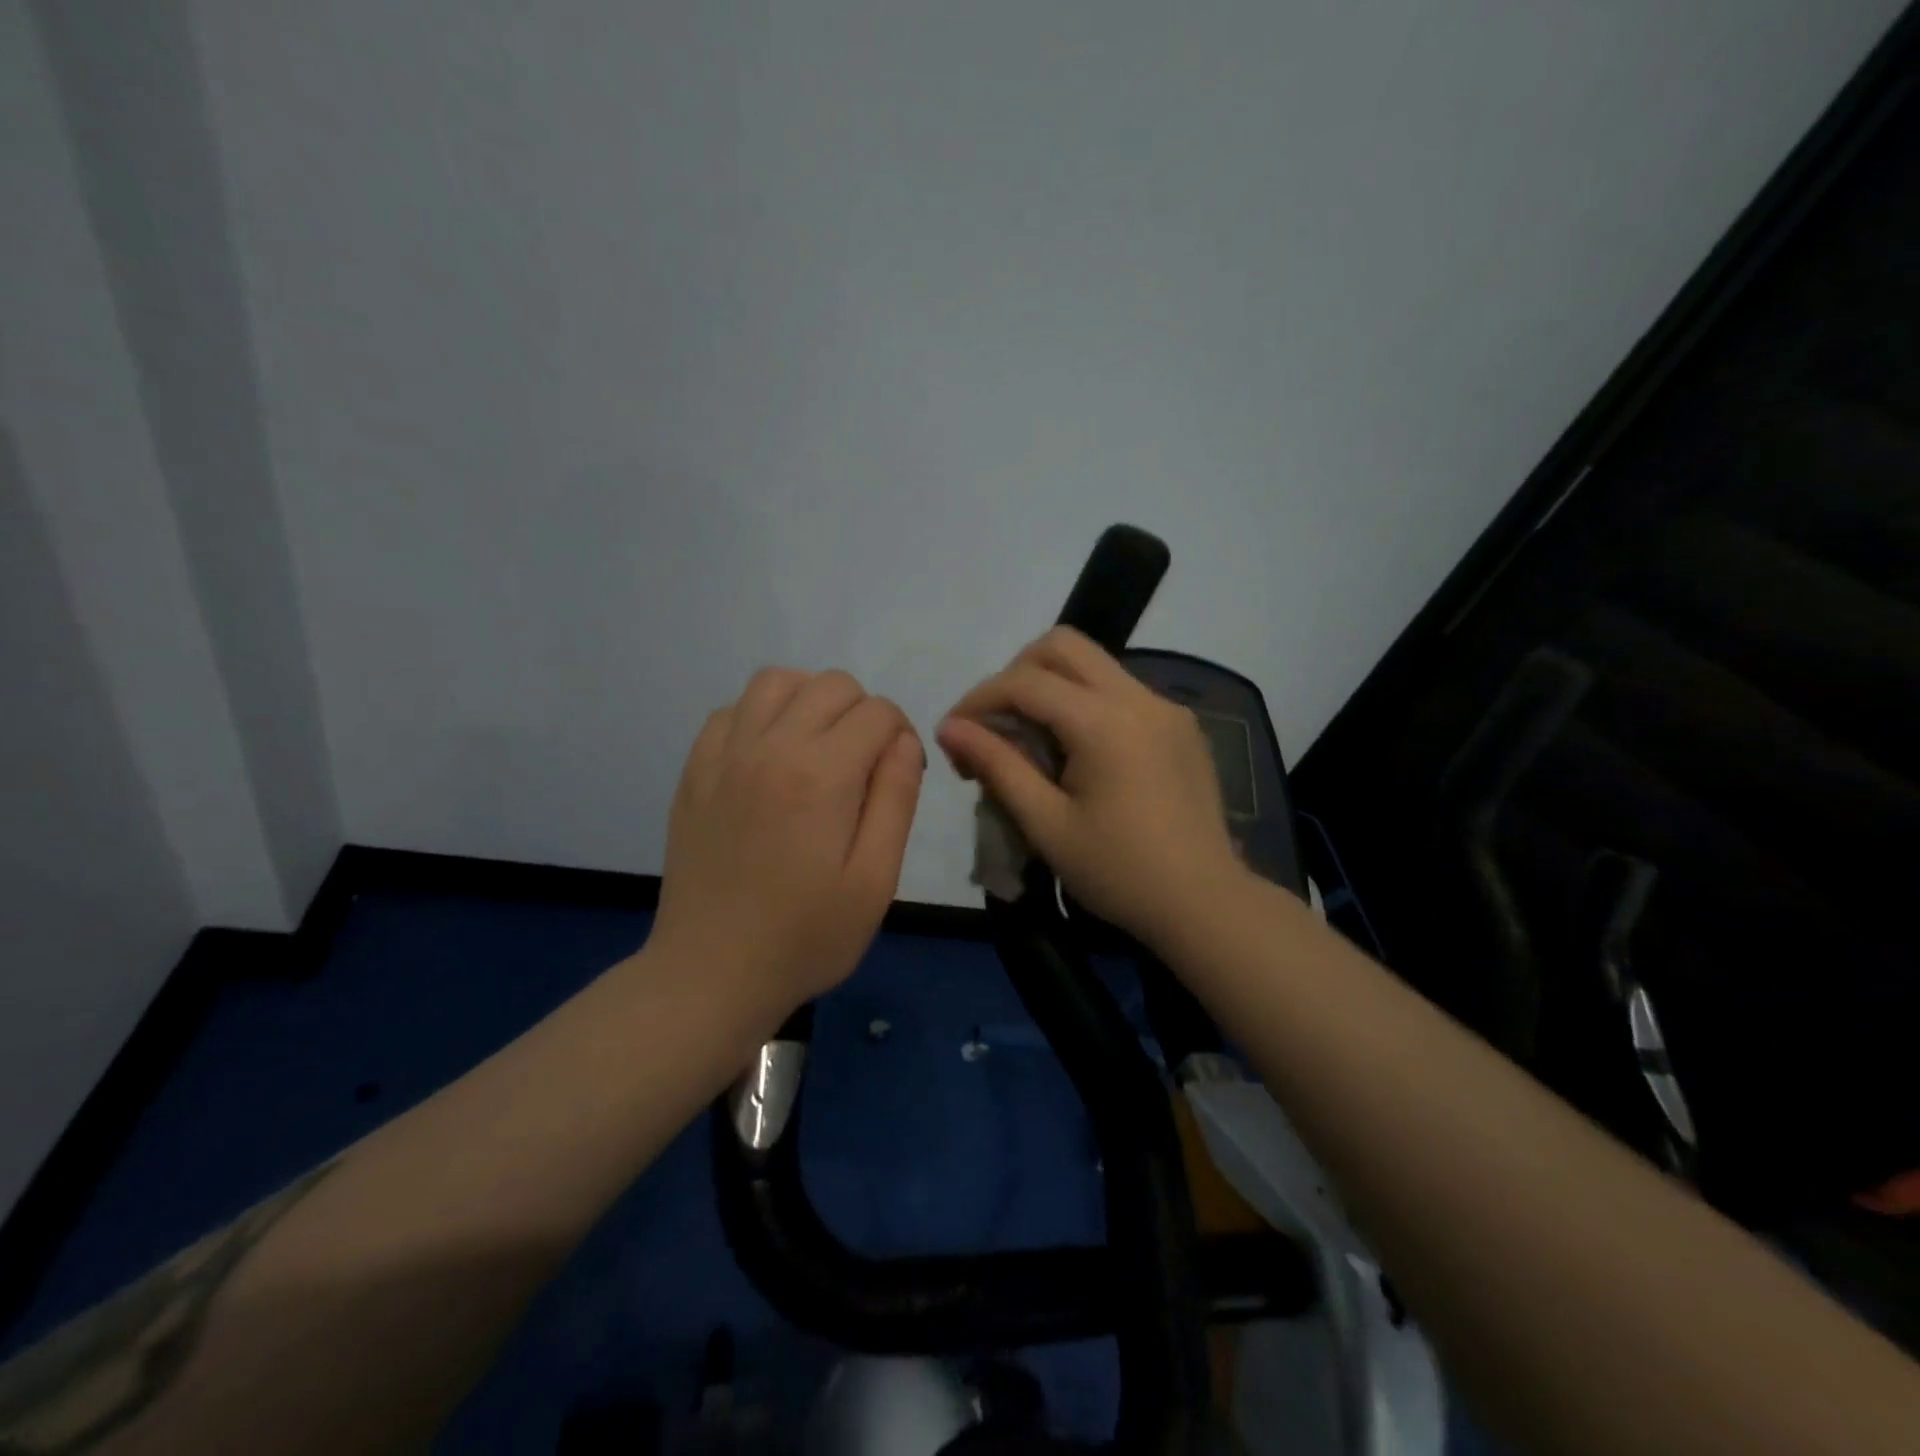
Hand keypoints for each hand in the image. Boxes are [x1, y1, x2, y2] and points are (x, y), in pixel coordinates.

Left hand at [650, 668, 924, 1024]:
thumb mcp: (875, 880)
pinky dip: (760, 717)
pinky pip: (731, 711)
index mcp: (821, 774)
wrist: (711, 973)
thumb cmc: (806, 936)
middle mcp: (770, 746)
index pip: (877, 712)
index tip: (898, 776)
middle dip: (863, 714)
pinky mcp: (695, 771)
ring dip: (810, 701)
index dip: (901, 736)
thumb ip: (896, 799)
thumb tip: (903, 741)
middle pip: (831, 685)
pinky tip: (770, 759)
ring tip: (818, 749)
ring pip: (776, 681)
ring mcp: (725, 755)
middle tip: (863, 767)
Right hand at [936, 627, 1244, 949]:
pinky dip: (1085, 703)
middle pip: (1063, 646)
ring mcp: (1166, 708)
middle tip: (996, 723)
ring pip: (1094, 664)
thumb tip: (949, 728)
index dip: (978, 699)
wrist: (1205, 904)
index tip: (954, 733)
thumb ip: (997, 765)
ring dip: (1051, 686)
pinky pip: (1121, 691)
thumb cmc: (1119, 873)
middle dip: (1016, 673)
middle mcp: (1139, 697)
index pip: (1025, 682)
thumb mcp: (1046, 824)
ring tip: (1031, 741)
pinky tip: (1076, 753)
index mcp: (1104, 722)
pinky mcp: (1181, 725)